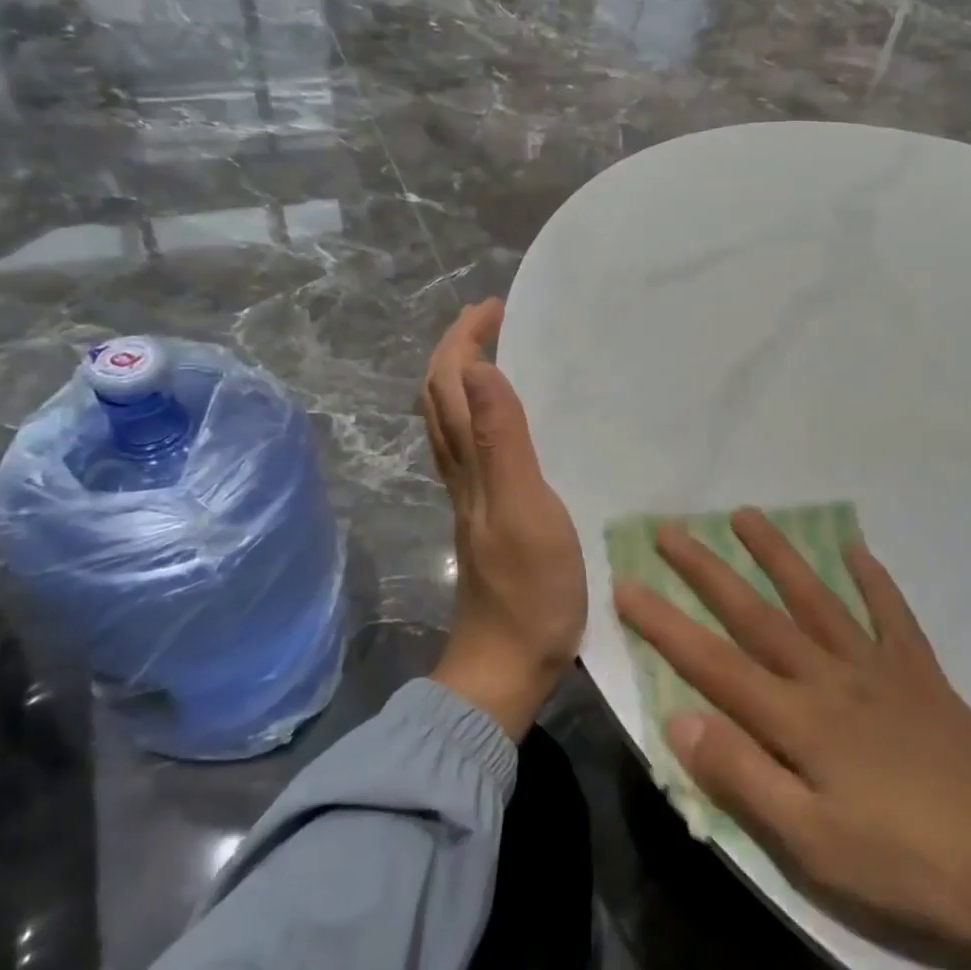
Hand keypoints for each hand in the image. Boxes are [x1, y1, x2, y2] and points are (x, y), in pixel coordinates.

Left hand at [422, 299, 584, 739]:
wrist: (507, 662)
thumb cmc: (529, 590)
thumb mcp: (526, 511)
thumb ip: (504, 443)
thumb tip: (483, 369)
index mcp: (470, 463)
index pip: (451, 385)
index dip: (465, 340)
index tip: (495, 307)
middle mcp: (460, 471)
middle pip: (441, 397)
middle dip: (457, 348)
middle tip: (493, 318)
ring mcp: (470, 494)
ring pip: (451, 421)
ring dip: (463, 377)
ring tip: (496, 353)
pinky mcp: (484, 514)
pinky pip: (471, 446)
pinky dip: (479, 412)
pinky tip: (504, 419)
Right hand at [613, 509, 970, 956]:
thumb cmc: (913, 863)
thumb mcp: (814, 843)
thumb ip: (743, 776)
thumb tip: (678, 717)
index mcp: (797, 719)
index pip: (712, 662)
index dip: (664, 623)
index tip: (625, 582)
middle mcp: (829, 677)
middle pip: (756, 614)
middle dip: (706, 570)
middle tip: (670, 528)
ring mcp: (878, 669)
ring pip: (815, 598)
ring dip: (777, 554)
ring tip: (746, 514)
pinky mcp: (921, 676)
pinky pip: (891, 615)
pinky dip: (872, 580)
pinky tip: (856, 550)